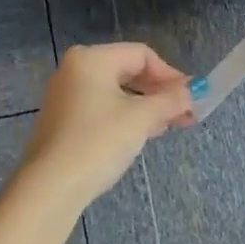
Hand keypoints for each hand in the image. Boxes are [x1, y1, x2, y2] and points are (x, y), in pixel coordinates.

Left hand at [18, 42, 195, 208]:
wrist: (51, 188)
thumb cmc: (98, 142)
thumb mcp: (142, 118)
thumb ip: (171, 100)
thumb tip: (193, 93)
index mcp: (91, 58)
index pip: (142, 55)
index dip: (171, 75)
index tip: (191, 98)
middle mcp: (75, 70)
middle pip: (128, 71)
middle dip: (160, 92)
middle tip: (185, 114)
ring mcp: (65, 96)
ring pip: (116, 92)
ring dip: (145, 106)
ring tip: (168, 126)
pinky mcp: (62, 121)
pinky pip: (102, 108)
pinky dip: (125, 117)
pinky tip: (141, 135)